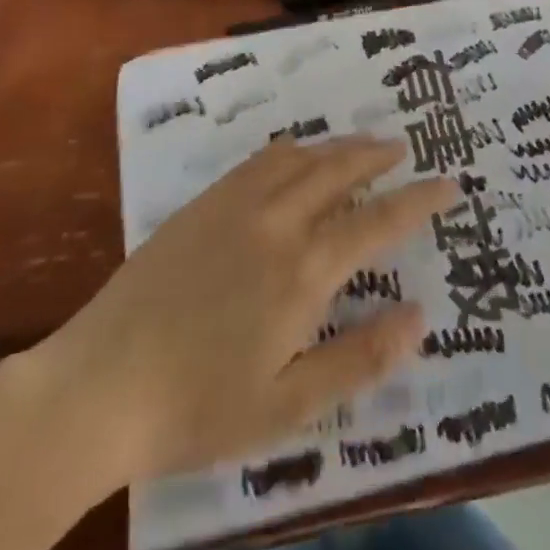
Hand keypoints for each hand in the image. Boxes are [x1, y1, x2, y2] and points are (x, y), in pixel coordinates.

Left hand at [31, 137, 456, 485]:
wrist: (100, 384)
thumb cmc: (199, 406)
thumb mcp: (289, 404)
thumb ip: (359, 357)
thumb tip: (419, 316)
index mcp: (304, 271)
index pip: (378, 222)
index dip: (418, 201)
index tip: (449, 184)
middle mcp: (276, 222)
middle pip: (339, 171)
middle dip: (377, 155)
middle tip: (403, 148)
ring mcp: (234, 206)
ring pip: (300, 157)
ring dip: (337, 145)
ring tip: (360, 143)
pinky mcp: (202, 204)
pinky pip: (258, 161)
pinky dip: (290, 148)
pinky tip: (293, 154)